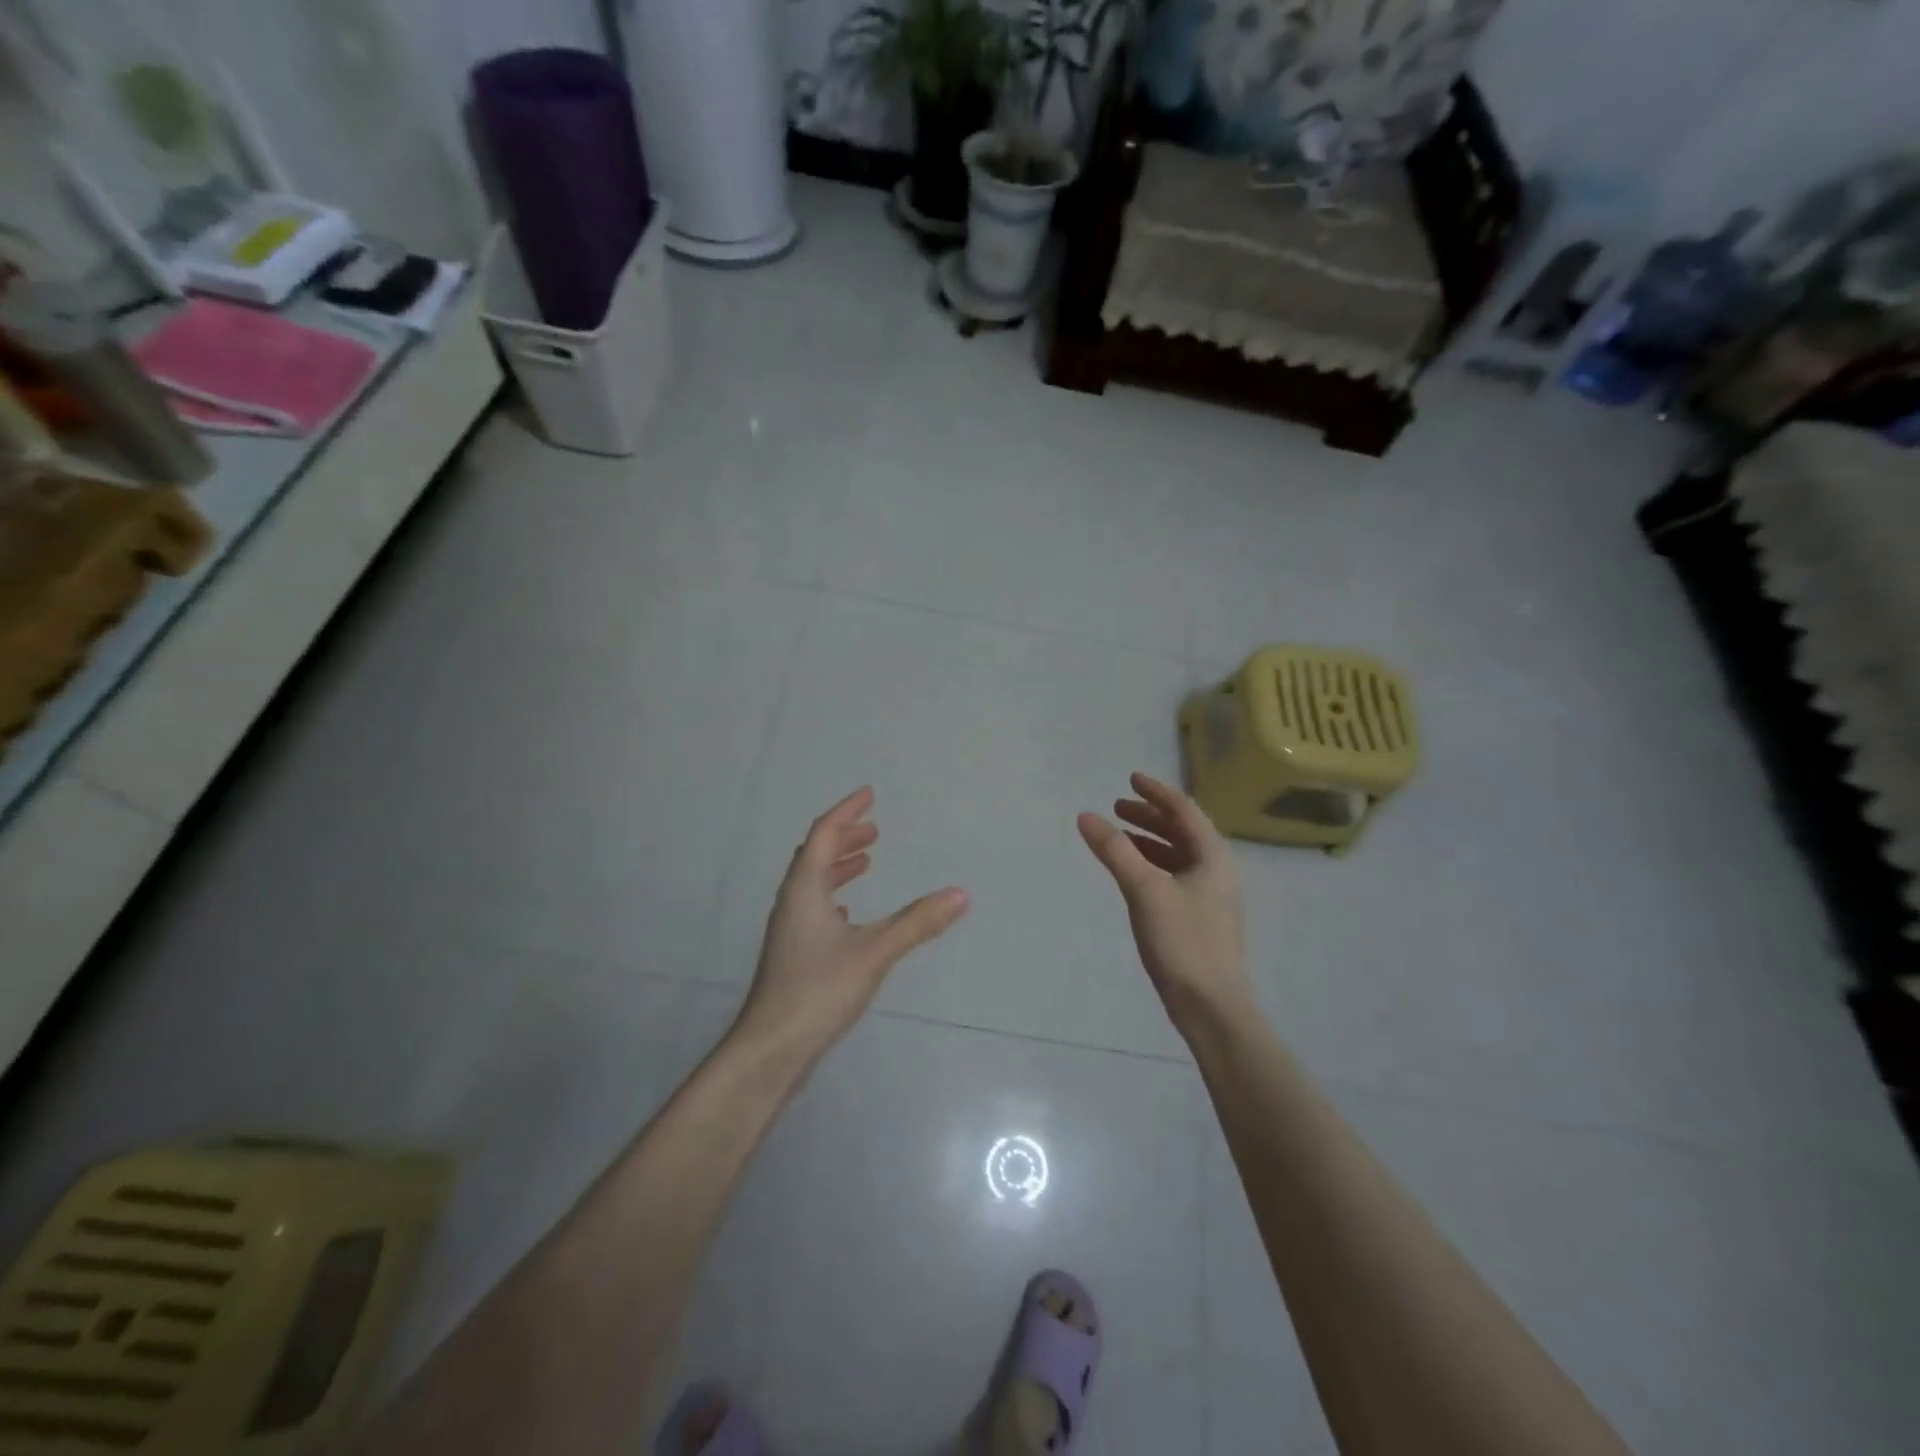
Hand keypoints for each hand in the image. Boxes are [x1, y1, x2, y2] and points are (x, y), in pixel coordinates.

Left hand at [734, 787, 968, 1065]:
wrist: (771, 1049)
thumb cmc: (818, 991)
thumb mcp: (874, 952)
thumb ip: (917, 923)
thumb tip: (960, 894)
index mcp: (804, 889)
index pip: (824, 834)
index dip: (846, 812)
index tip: (868, 794)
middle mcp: (792, 902)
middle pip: (815, 855)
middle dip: (844, 837)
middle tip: (873, 830)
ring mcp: (789, 930)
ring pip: (813, 883)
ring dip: (838, 866)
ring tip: (866, 861)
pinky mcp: (792, 955)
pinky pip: (813, 909)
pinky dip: (833, 896)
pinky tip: (846, 912)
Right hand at [1078, 772, 1251, 1037]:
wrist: (1211, 1006)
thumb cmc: (1183, 942)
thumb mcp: (1145, 891)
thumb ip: (1115, 851)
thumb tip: (1086, 815)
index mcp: (1212, 856)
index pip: (1184, 810)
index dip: (1156, 792)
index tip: (1130, 778)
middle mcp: (1216, 870)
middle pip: (1182, 830)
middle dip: (1150, 815)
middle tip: (1117, 807)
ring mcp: (1210, 895)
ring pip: (1178, 854)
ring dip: (1149, 840)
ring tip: (1119, 836)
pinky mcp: (1200, 918)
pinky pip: (1174, 876)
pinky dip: (1151, 865)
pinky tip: (1132, 874)